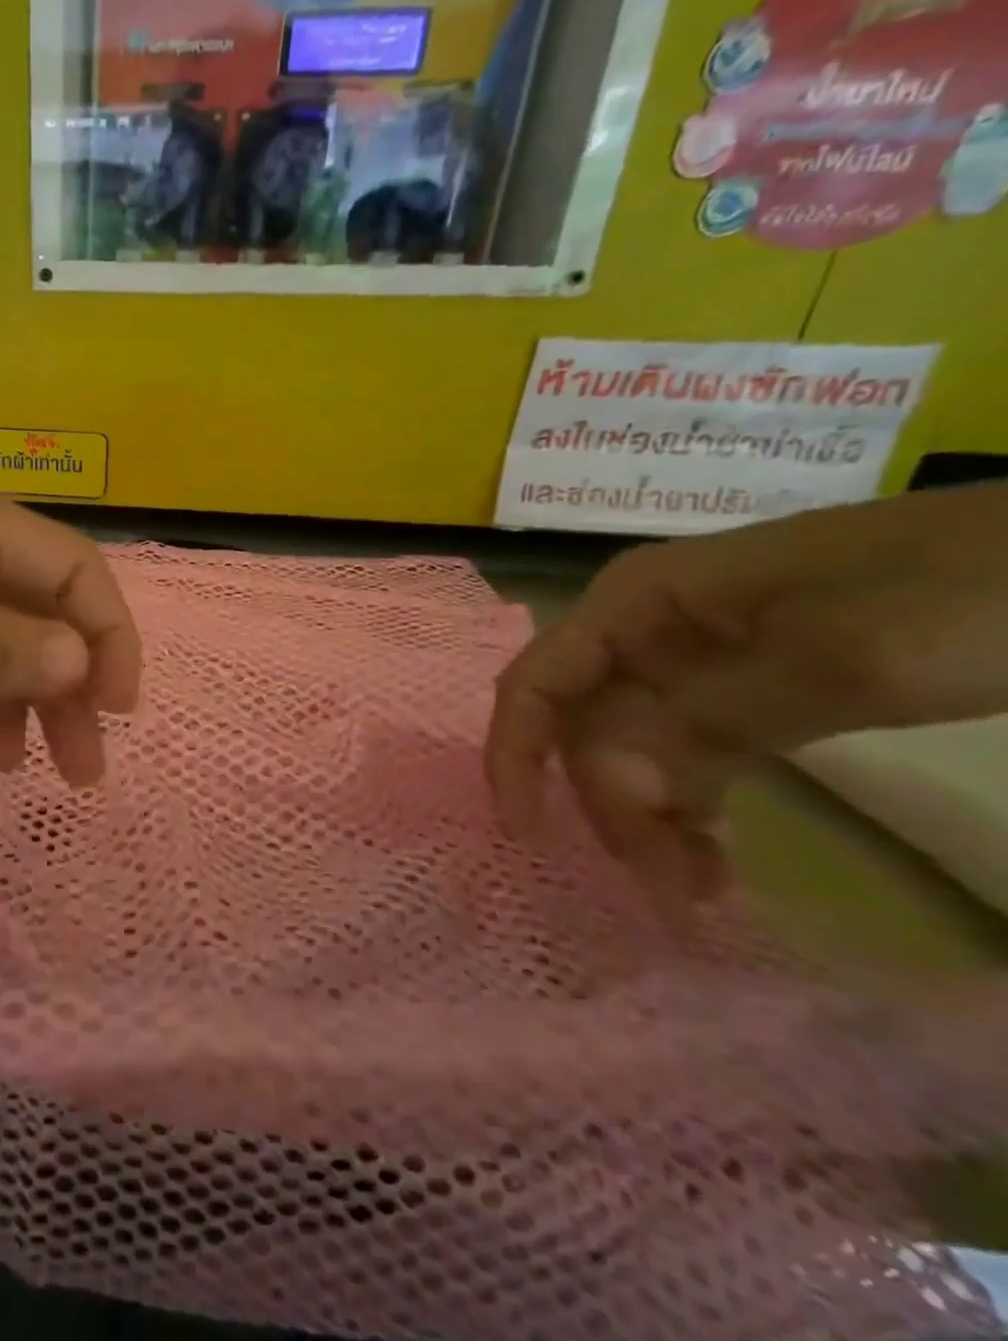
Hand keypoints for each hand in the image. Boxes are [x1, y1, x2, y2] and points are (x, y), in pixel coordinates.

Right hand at [485, 482, 1007, 896]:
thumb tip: (614, 775)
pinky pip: (686, 758)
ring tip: (698, 888)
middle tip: (670, 883)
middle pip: (586, 727)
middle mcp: (643, 632)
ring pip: (630, 750)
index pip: (538, 681)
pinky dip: (689, 810)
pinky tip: (711, 858)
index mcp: (638, 602)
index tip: (531, 834)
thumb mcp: (848, 655)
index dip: (516, 755)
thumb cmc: (965, 590)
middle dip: (609, 802)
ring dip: (648, 817)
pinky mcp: (740, 696)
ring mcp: (689, 665)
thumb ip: (716, 713)